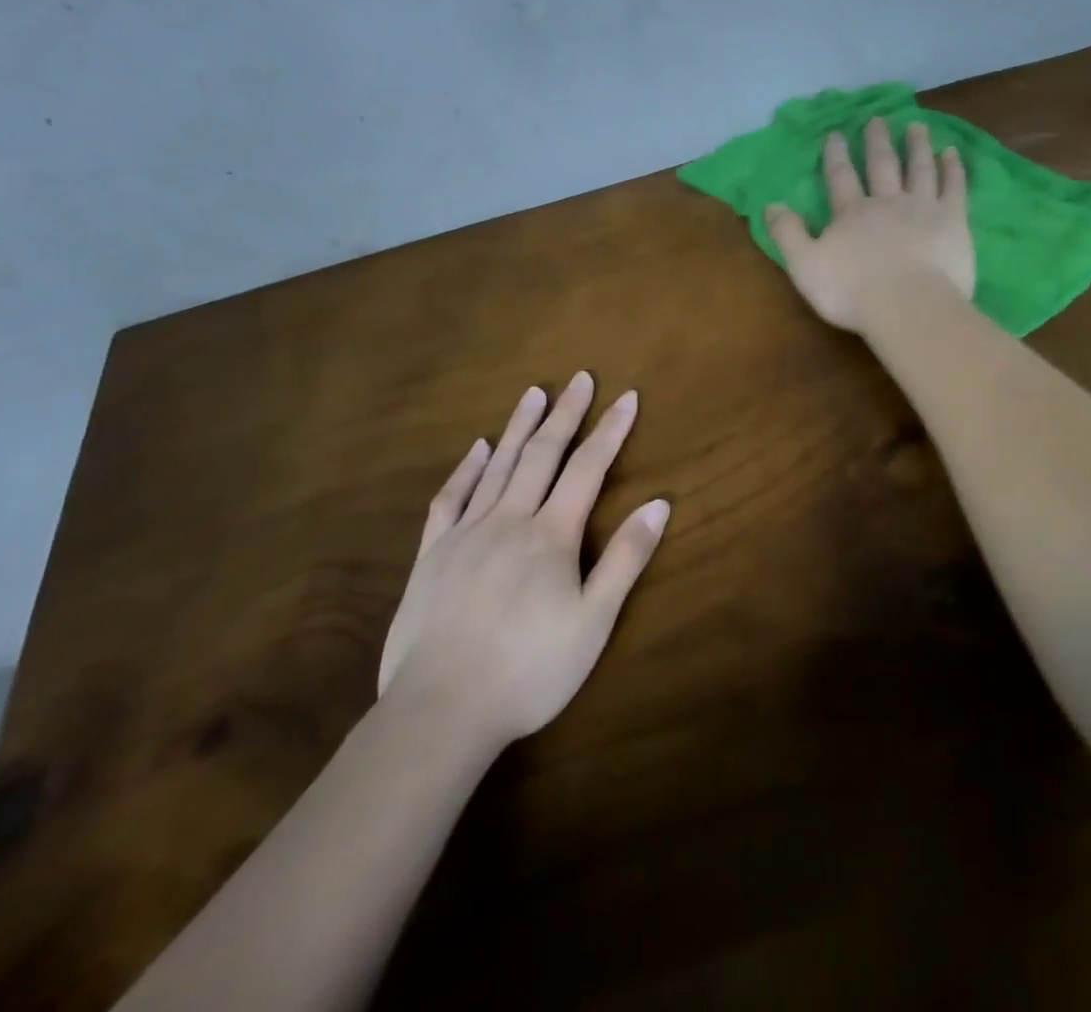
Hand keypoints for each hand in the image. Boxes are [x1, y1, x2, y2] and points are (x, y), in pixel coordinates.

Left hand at [377, 373, 668, 745]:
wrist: (439, 712)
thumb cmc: (530, 670)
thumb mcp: (593, 621)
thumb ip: (625, 558)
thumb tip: (658, 503)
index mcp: (551, 535)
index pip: (588, 468)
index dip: (610, 430)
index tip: (627, 397)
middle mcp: (509, 520)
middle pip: (542, 455)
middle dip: (566, 414)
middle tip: (580, 378)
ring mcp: (465, 534)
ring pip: (497, 467)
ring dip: (518, 427)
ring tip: (534, 393)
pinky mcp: (431, 555)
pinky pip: (449, 499)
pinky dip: (465, 470)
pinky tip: (475, 449)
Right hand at [765, 117, 974, 332]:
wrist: (909, 307)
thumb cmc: (853, 292)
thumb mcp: (805, 266)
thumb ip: (788, 234)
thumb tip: (770, 205)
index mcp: (851, 213)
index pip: (841, 176)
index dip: (836, 154)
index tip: (836, 133)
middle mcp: (887, 202)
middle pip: (881, 164)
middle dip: (877, 141)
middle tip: (877, 119)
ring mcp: (923, 207)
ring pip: (919, 168)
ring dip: (917, 146)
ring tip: (917, 126)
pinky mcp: (953, 220)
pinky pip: (953, 186)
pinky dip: (952, 168)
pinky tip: (952, 153)